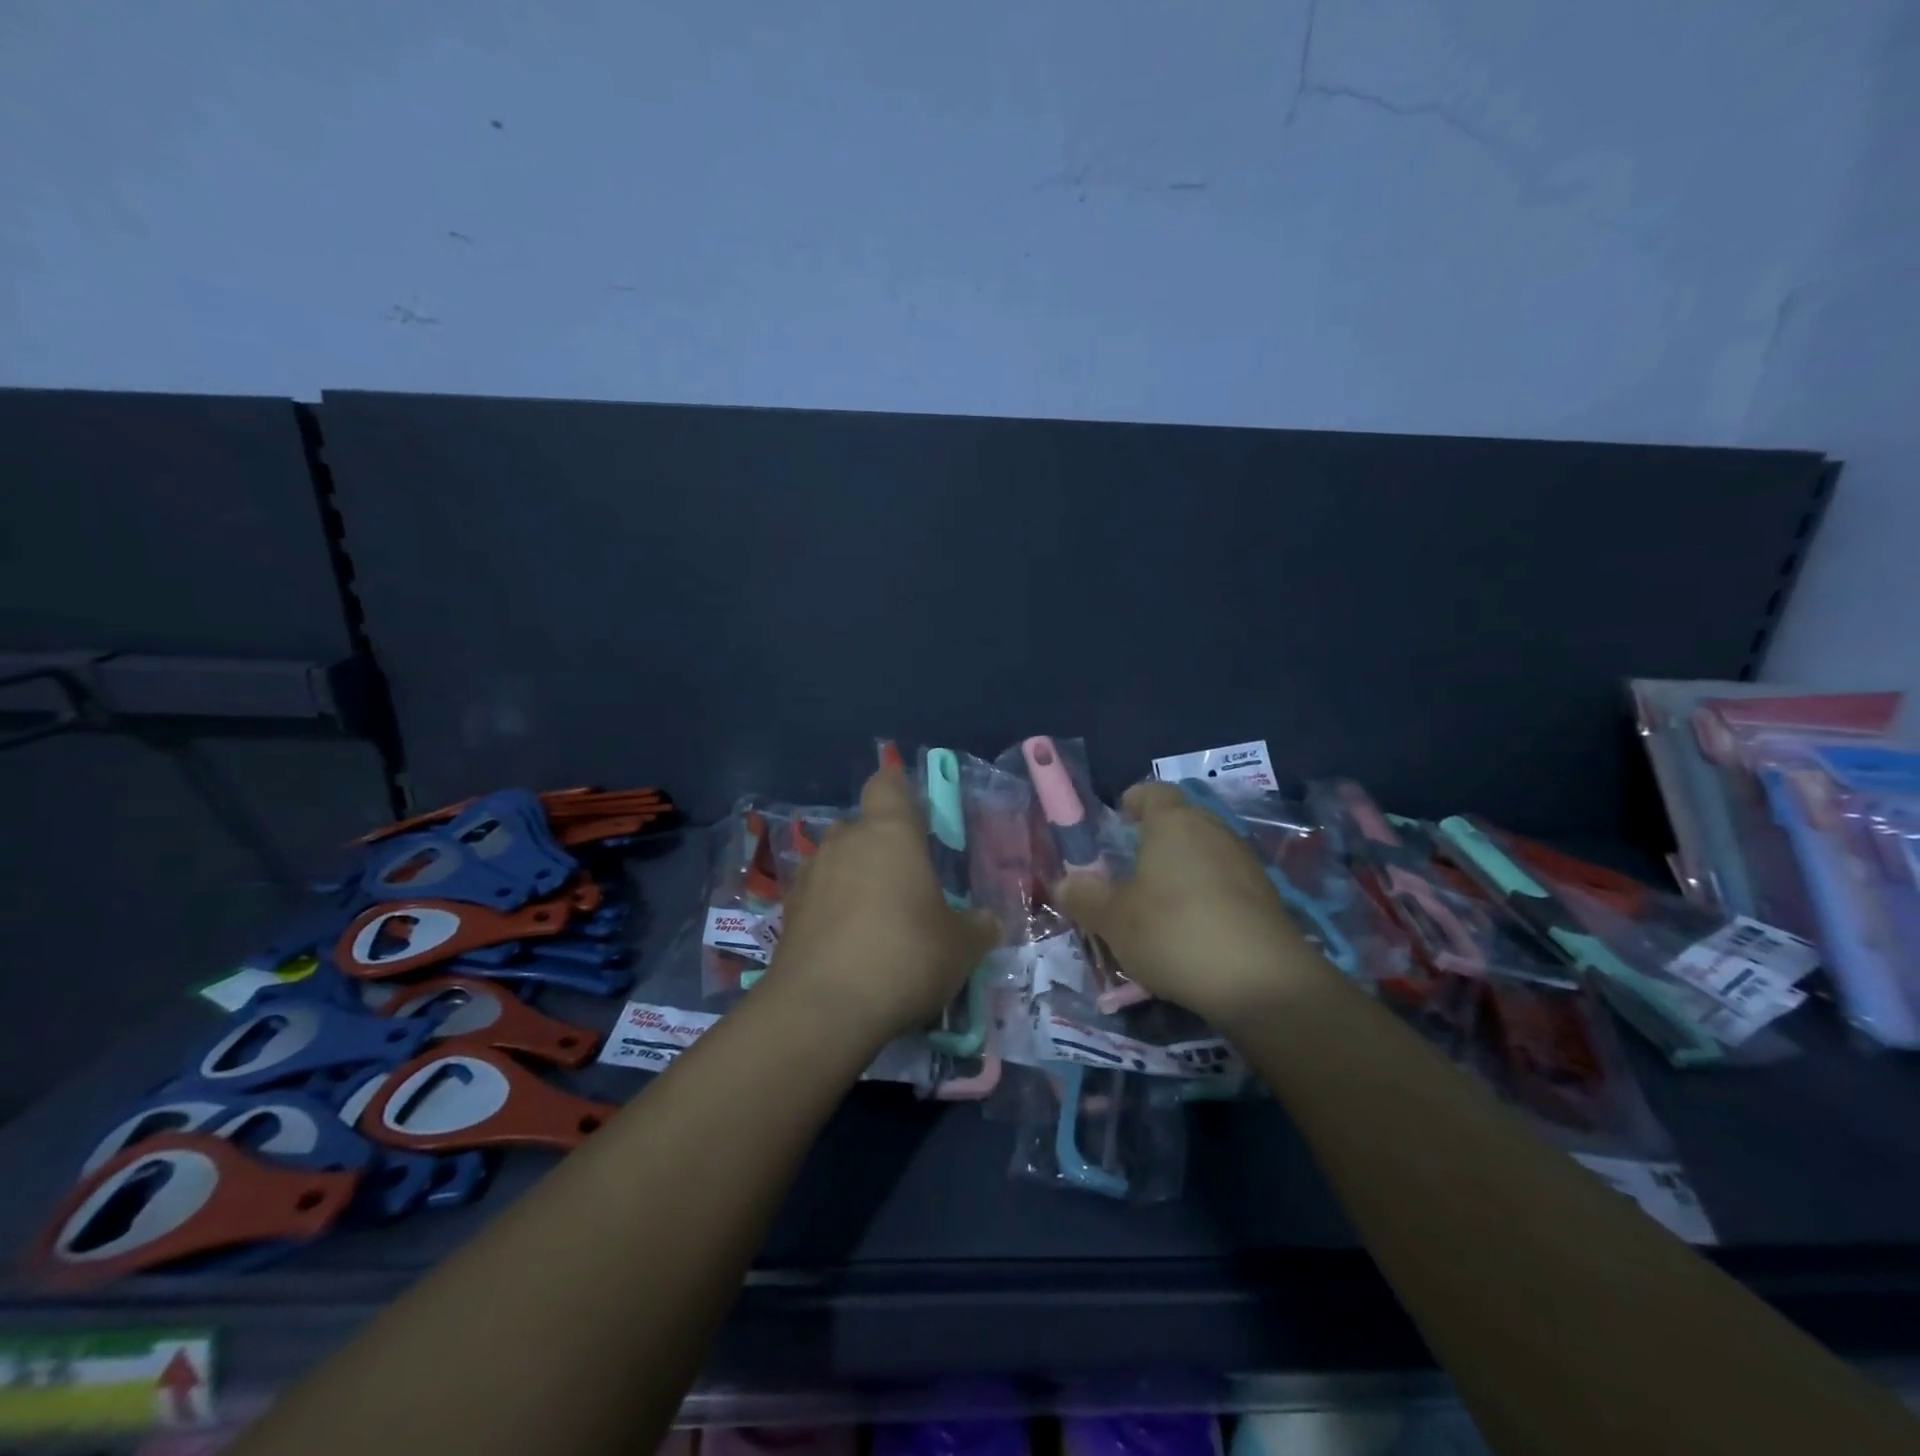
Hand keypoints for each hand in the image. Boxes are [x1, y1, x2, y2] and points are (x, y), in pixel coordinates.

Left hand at [767, 767, 999, 1044]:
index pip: (888, 783)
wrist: (823, 1009)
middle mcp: (845, 841)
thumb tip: (987, 922)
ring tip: (878, 919)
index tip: (916, 812)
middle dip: (882, 846)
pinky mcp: (788, 912)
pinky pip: (818, 896)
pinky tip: (849, 945)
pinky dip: (832, 910)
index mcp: (890, 832)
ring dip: (855, 879)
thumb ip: (977, 927)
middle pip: (862, 826)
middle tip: (908, 883)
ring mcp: (810, 875)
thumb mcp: (961, 947)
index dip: (900, 790)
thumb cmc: (905, 956)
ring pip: (837, 861)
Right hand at [1055, 781, 1332, 1027]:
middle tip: (1130, 869)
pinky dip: (1207, 895)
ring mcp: (1245, 863)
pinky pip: (1226, 883)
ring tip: (1159, 904)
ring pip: (1205, 853)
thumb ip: (1084, 897)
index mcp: (1173, 823)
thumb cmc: (1174, 933)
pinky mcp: (1267, 897)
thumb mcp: (1113, 920)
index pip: (1153, 792)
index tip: (1118, 819)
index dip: (1134, 801)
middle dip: (1156, 838)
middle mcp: (1213, 831)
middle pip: (1181, 821)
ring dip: (1183, 870)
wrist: (1262, 982)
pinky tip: (1193, 930)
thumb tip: (1064, 882)